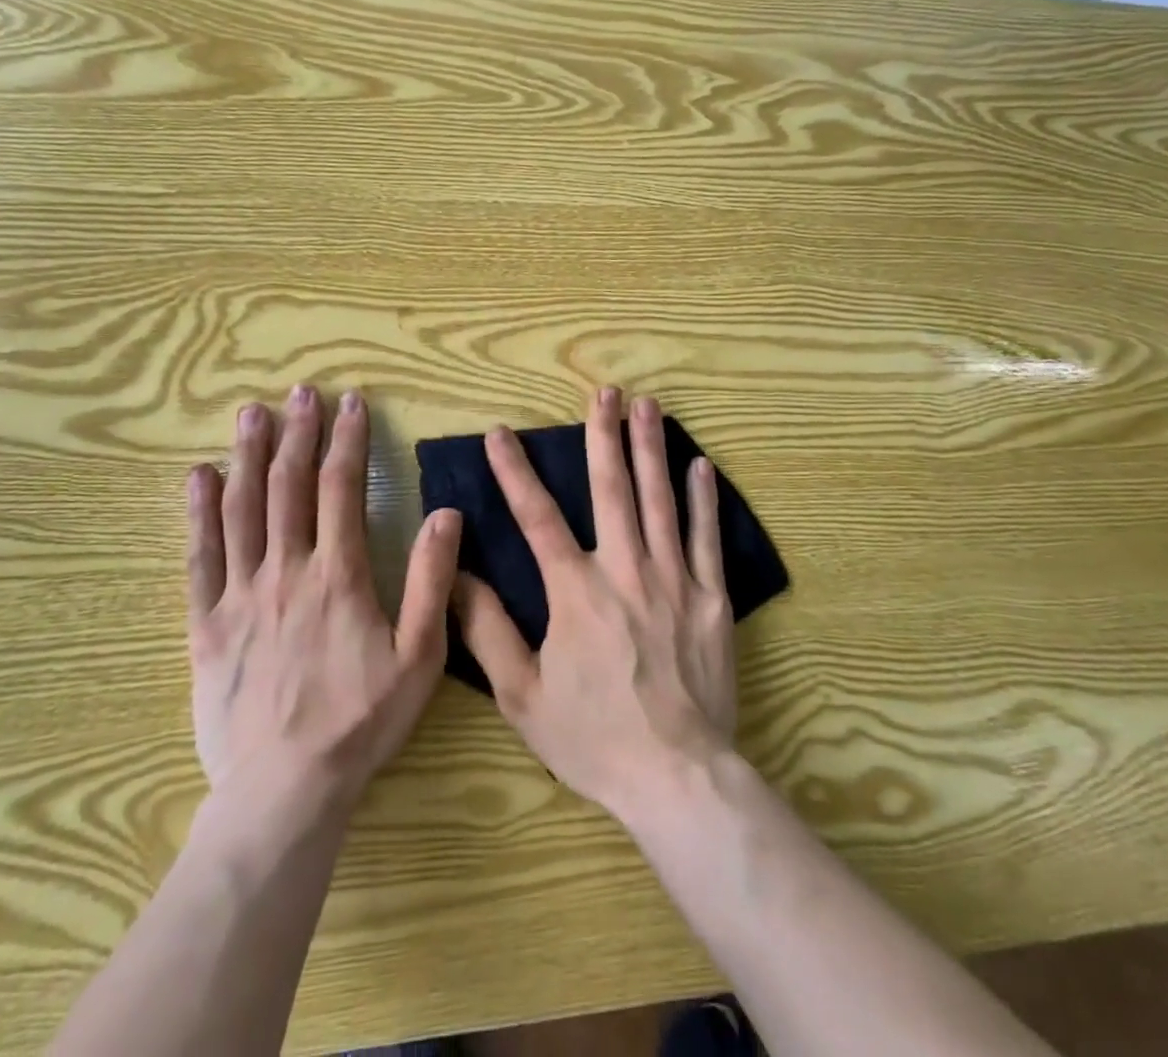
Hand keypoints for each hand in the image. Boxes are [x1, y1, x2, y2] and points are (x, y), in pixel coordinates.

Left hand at [185, 385, 460, 820]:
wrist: (284, 789)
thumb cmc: (361, 721)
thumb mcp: (420, 656)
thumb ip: (431, 580)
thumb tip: (445, 514)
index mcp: (339, 574)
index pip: (343, 489)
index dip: (348, 441)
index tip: (351, 404)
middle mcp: (286, 571)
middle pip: (288, 486)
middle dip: (297, 434)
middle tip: (298, 392)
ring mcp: (241, 596)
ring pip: (242, 510)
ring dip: (247, 457)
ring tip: (250, 414)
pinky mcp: (207, 625)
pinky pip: (200, 559)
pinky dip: (199, 514)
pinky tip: (197, 479)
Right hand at [452, 387, 735, 819]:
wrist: (676, 776)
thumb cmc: (593, 737)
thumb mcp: (522, 695)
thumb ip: (487, 630)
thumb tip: (456, 575)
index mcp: (576, 591)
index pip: (537, 516)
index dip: (515, 471)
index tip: (501, 433)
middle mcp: (625, 570)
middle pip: (612, 489)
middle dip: (604, 435)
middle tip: (605, 392)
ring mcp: (674, 580)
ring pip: (660, 500)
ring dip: (651, 449)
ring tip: (648, 406)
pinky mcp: (711, 598)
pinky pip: (707, 538)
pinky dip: (703, 500)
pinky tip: (700, 466)